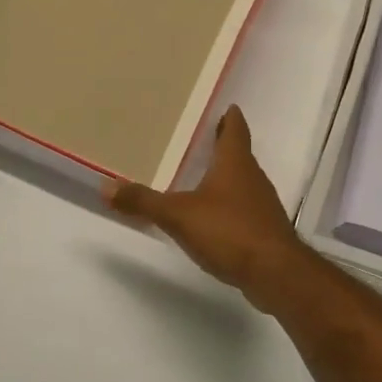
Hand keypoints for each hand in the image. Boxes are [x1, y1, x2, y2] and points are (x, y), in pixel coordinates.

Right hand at [103, 106, 308, 307]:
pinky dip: (231, 206)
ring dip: (228, 177)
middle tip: (204, 138)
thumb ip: (143, 201)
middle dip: (224, 146)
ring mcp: (262, 205)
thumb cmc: (229, 231)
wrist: (276, 273)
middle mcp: (253, 178)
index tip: (227, 107)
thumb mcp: (179, 215)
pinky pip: (245, 209)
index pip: (235, 130)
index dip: (231, 118)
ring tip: (204, 177)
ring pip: (244, 182)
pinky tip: (215, 217)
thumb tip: (106, 186)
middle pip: (240, 155)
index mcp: (235, 163)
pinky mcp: (265, 231)